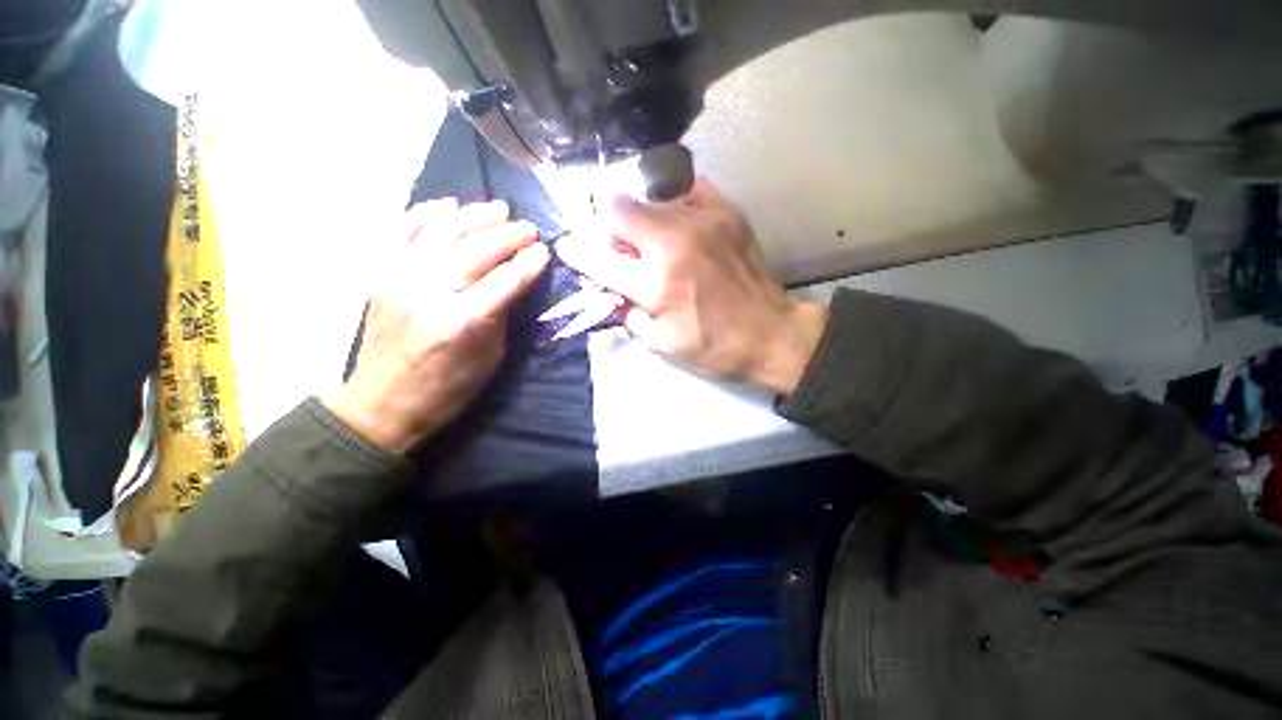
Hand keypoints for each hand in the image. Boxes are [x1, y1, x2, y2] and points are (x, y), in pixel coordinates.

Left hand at [329, 199, 549, 453]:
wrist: (383, 403)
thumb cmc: (448, 388)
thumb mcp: (490, 358)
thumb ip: (501, 315)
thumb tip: (514, 283)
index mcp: (463, 322)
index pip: (506, 280)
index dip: (530, 263)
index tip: (545, 251)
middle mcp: (430, 293)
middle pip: (477, 249)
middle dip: (509, 234)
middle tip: (529, 228)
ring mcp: (400, 278)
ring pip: (442, 230)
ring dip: (475, 215)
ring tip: (498, 208)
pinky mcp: (380, 274)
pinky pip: (402, 230)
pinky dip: (426, 212)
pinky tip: (449, 205)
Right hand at [557, 179, 826, 395]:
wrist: (770, 334)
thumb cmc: (713, 346)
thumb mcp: (660, 343)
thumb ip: (626, 312)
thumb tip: (611, 289)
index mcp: (655, 283)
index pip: (598, 257)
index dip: (576, 251)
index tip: (567, 246)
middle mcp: (673, 241)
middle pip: (618, 208)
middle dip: (610, 228)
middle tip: (622, 248)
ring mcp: (702, 219)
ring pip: (650, 195)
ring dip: (641, 218)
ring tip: (654, 239)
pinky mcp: (726, 211)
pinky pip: (687, 188)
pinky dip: (674, 202)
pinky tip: (679, 222)